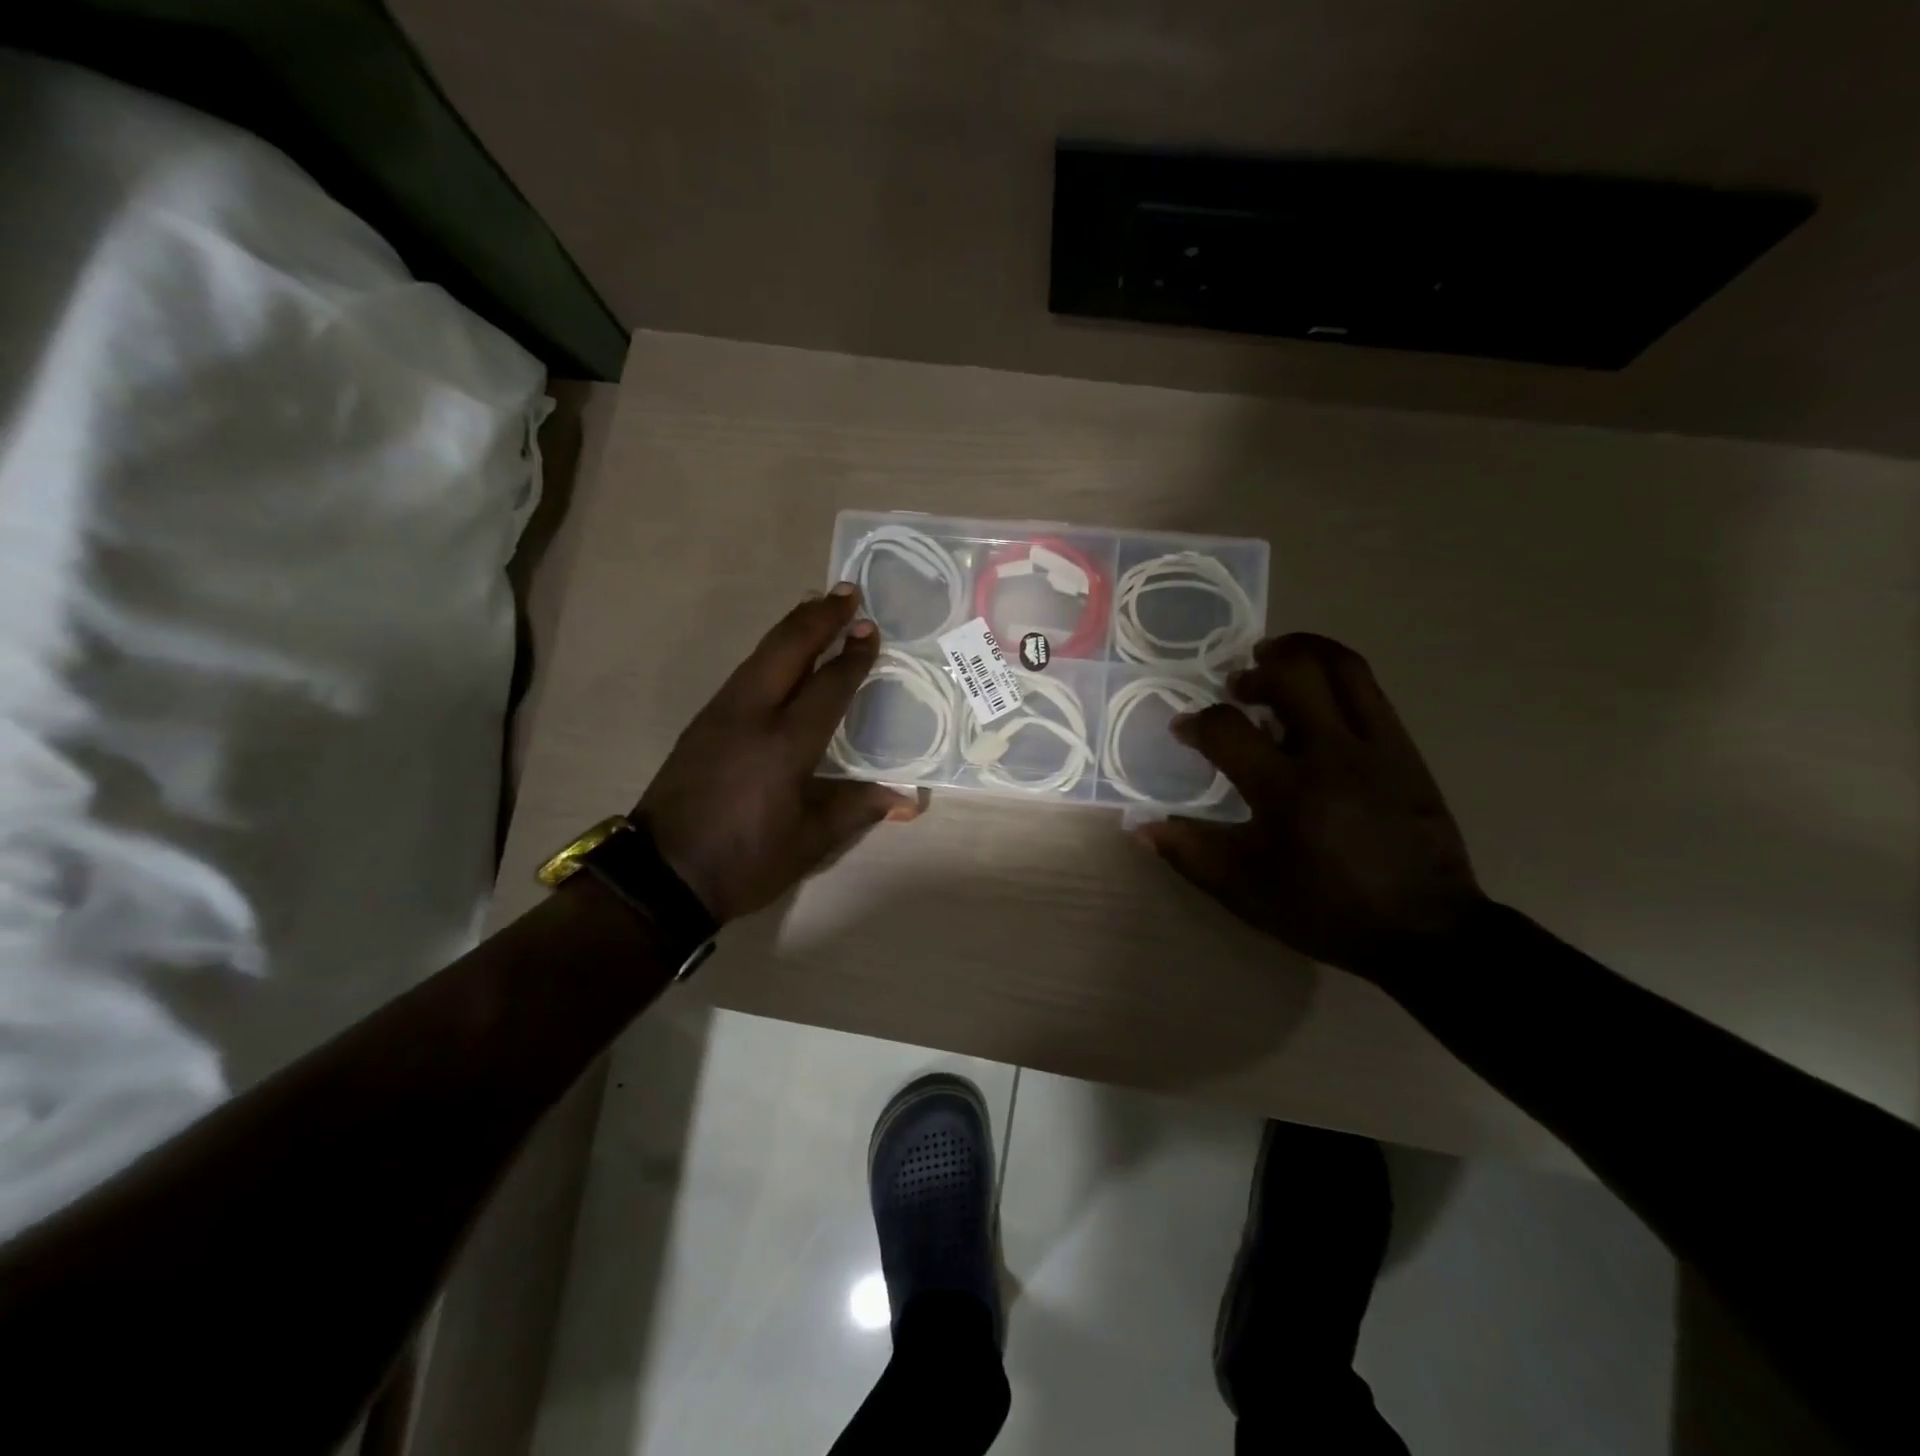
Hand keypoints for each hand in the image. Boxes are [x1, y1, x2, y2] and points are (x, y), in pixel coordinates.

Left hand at [635, 586, 919, 923]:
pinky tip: (780, 655)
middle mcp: (752, 715)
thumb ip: (857, 808)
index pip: (828, 686)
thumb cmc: (745, 861)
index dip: (854, 657)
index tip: (872, 629)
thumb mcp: (809, 841)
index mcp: (785, 744)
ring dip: (792, 627)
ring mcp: (721, 714)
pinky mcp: (702, 723)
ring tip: (817, 607)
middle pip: (788, 650)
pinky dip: (770, 651)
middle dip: (820, 618)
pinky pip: (745, 671)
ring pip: (761, 655)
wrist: (660, 875)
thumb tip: (908, 800)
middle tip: (848, 592)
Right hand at [1138, 633, 1484, 980]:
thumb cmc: (1326, 911)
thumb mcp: (1246, 892)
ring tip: (1276, 659)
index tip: (1185, 730)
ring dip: (1301, 651)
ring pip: (1341, 668)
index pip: (1227, 729)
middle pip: (1292, 675)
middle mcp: (1332, 755)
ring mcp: (1377, 747)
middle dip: (1254, 671)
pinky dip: (1336, 675)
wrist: (1425, 931)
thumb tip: (1141, 825)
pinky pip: (1370, 690)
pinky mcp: (1405, 750)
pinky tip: (1318, 694)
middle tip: (1237, 685)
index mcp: (1286, 792)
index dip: (1196, 722)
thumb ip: (1190, 853)